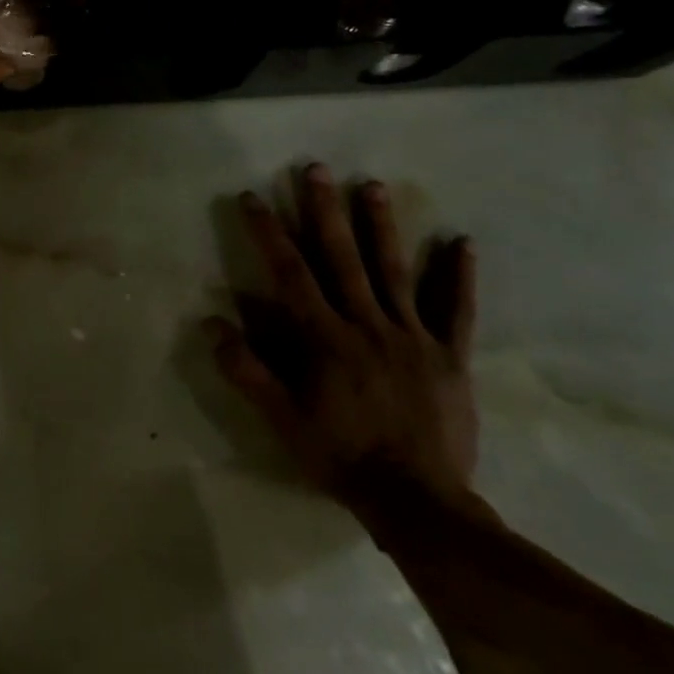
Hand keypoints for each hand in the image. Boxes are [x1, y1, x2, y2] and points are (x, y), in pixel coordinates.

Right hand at [204, 164, 478, 522]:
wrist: (420, 504)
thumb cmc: (342, 458)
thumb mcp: (283, 421)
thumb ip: (248, 371)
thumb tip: (211, 322)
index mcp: (325, 338)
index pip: (290, 273)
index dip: (269, 232)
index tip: (252, 197)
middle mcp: (367, 324)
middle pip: (342, 257)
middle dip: (324, 210)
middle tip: (316, 169)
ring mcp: (412, 337)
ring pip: (394, 271)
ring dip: (382, 226)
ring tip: (372, 185)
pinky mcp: (450, 356)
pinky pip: (456, 311)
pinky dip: (460, 276)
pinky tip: (463, 242)